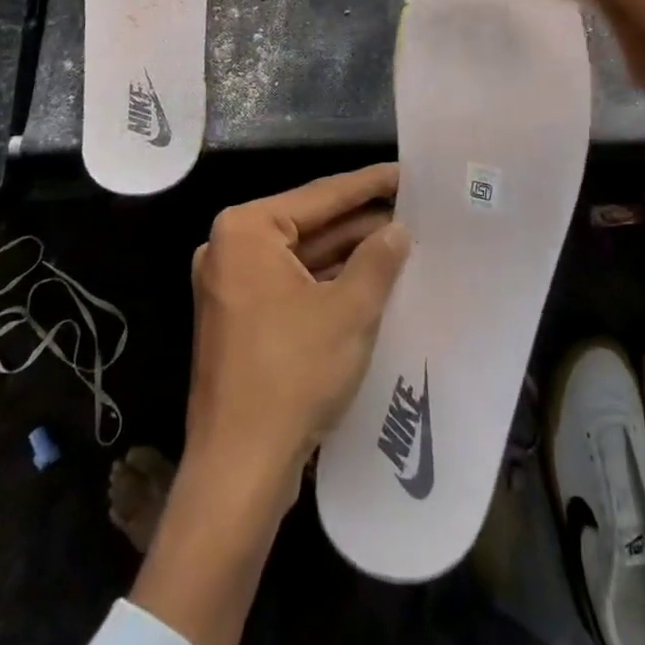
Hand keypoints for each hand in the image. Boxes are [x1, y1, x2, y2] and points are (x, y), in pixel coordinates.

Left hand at [131, 165, 408, 644]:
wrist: (238, 471)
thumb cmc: (292, 375)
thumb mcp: (349, 310)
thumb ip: (378, 259)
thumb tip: (397, 229)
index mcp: (247, 231)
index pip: (321, 196)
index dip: (369, 184)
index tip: (406, 172)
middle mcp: (231, 249)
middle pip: (310, 224)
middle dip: (360, 221)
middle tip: (412, 209)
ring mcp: (233, 286)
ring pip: (303, 257)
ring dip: (348, 253)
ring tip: (401, 241)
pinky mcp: (241, 319)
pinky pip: (292, 285)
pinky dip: (328, 281)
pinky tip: (371, 279)